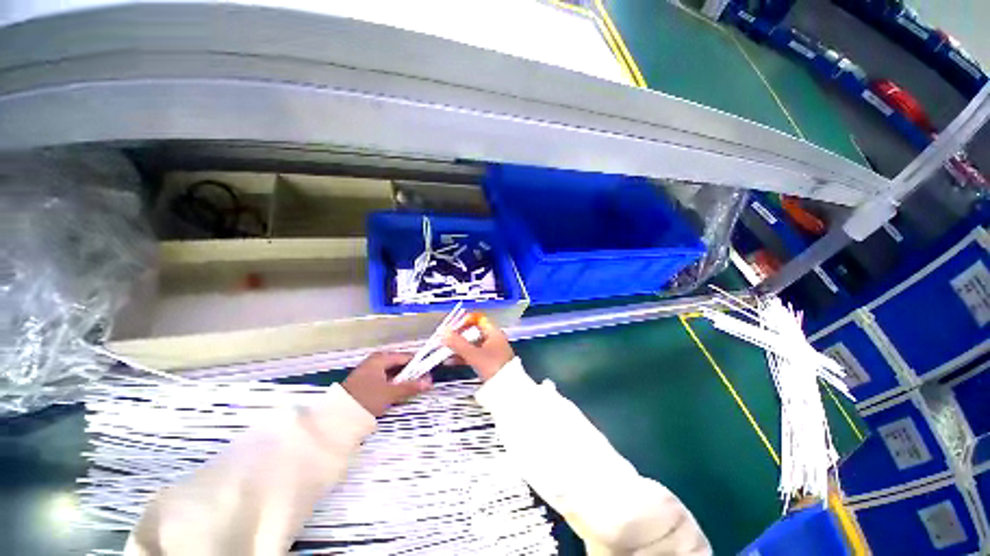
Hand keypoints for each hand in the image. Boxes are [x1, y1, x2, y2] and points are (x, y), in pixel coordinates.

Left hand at [343, 352, 431, 416]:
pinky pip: (385, 380)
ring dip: (402, 382)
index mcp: (381, 358)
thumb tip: (430, 382)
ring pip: (392, 374)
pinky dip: (393, 386)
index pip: (406, 357)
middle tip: (422, 384)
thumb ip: (411, 387)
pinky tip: (398, 395)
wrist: (337, 417)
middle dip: (411, 374)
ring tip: (413, 390)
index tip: (429, 372)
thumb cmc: (366, 399)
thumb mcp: (390, 393)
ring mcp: (369, 372)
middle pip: (399, 365)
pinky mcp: (365, 383)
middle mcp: (375, 361)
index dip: (419, 364)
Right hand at [442, 316, 514, 380]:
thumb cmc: (494, 368)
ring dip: (459, 346)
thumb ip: (458, 343)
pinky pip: (473, 355)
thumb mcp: (474, 355)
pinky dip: (463, 356)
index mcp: (494, 333)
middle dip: (458, 335)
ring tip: (445, 350)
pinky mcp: (488, 362)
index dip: (465, 321)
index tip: (452, 326)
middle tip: (446, 339)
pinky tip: (451, 361)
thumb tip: (444, 332)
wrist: (508, 390)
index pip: (478, 319)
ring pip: (472, 344)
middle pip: (473, 332)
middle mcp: (494, 339)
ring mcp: (491, 351)